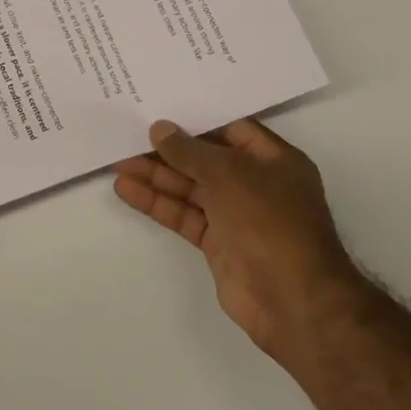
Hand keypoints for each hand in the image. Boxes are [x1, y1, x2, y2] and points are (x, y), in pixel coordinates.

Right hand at [114, 118, 360, 361]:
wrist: (292, 299)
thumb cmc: (270, 222)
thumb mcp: (229, 174)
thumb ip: (190, 151)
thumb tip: (160, 129)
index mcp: (274, 160)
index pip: (230, 129)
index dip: (195, 119)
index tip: (158, 110)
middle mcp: (256, 184)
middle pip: (205, 159)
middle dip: (168, 150)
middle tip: (128, 136)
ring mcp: (236, 215)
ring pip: (190, 188)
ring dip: (156, 176)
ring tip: (118, 162)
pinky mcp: (218, 243)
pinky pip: (183, 215)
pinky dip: (157, 203)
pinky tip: (127, 190)